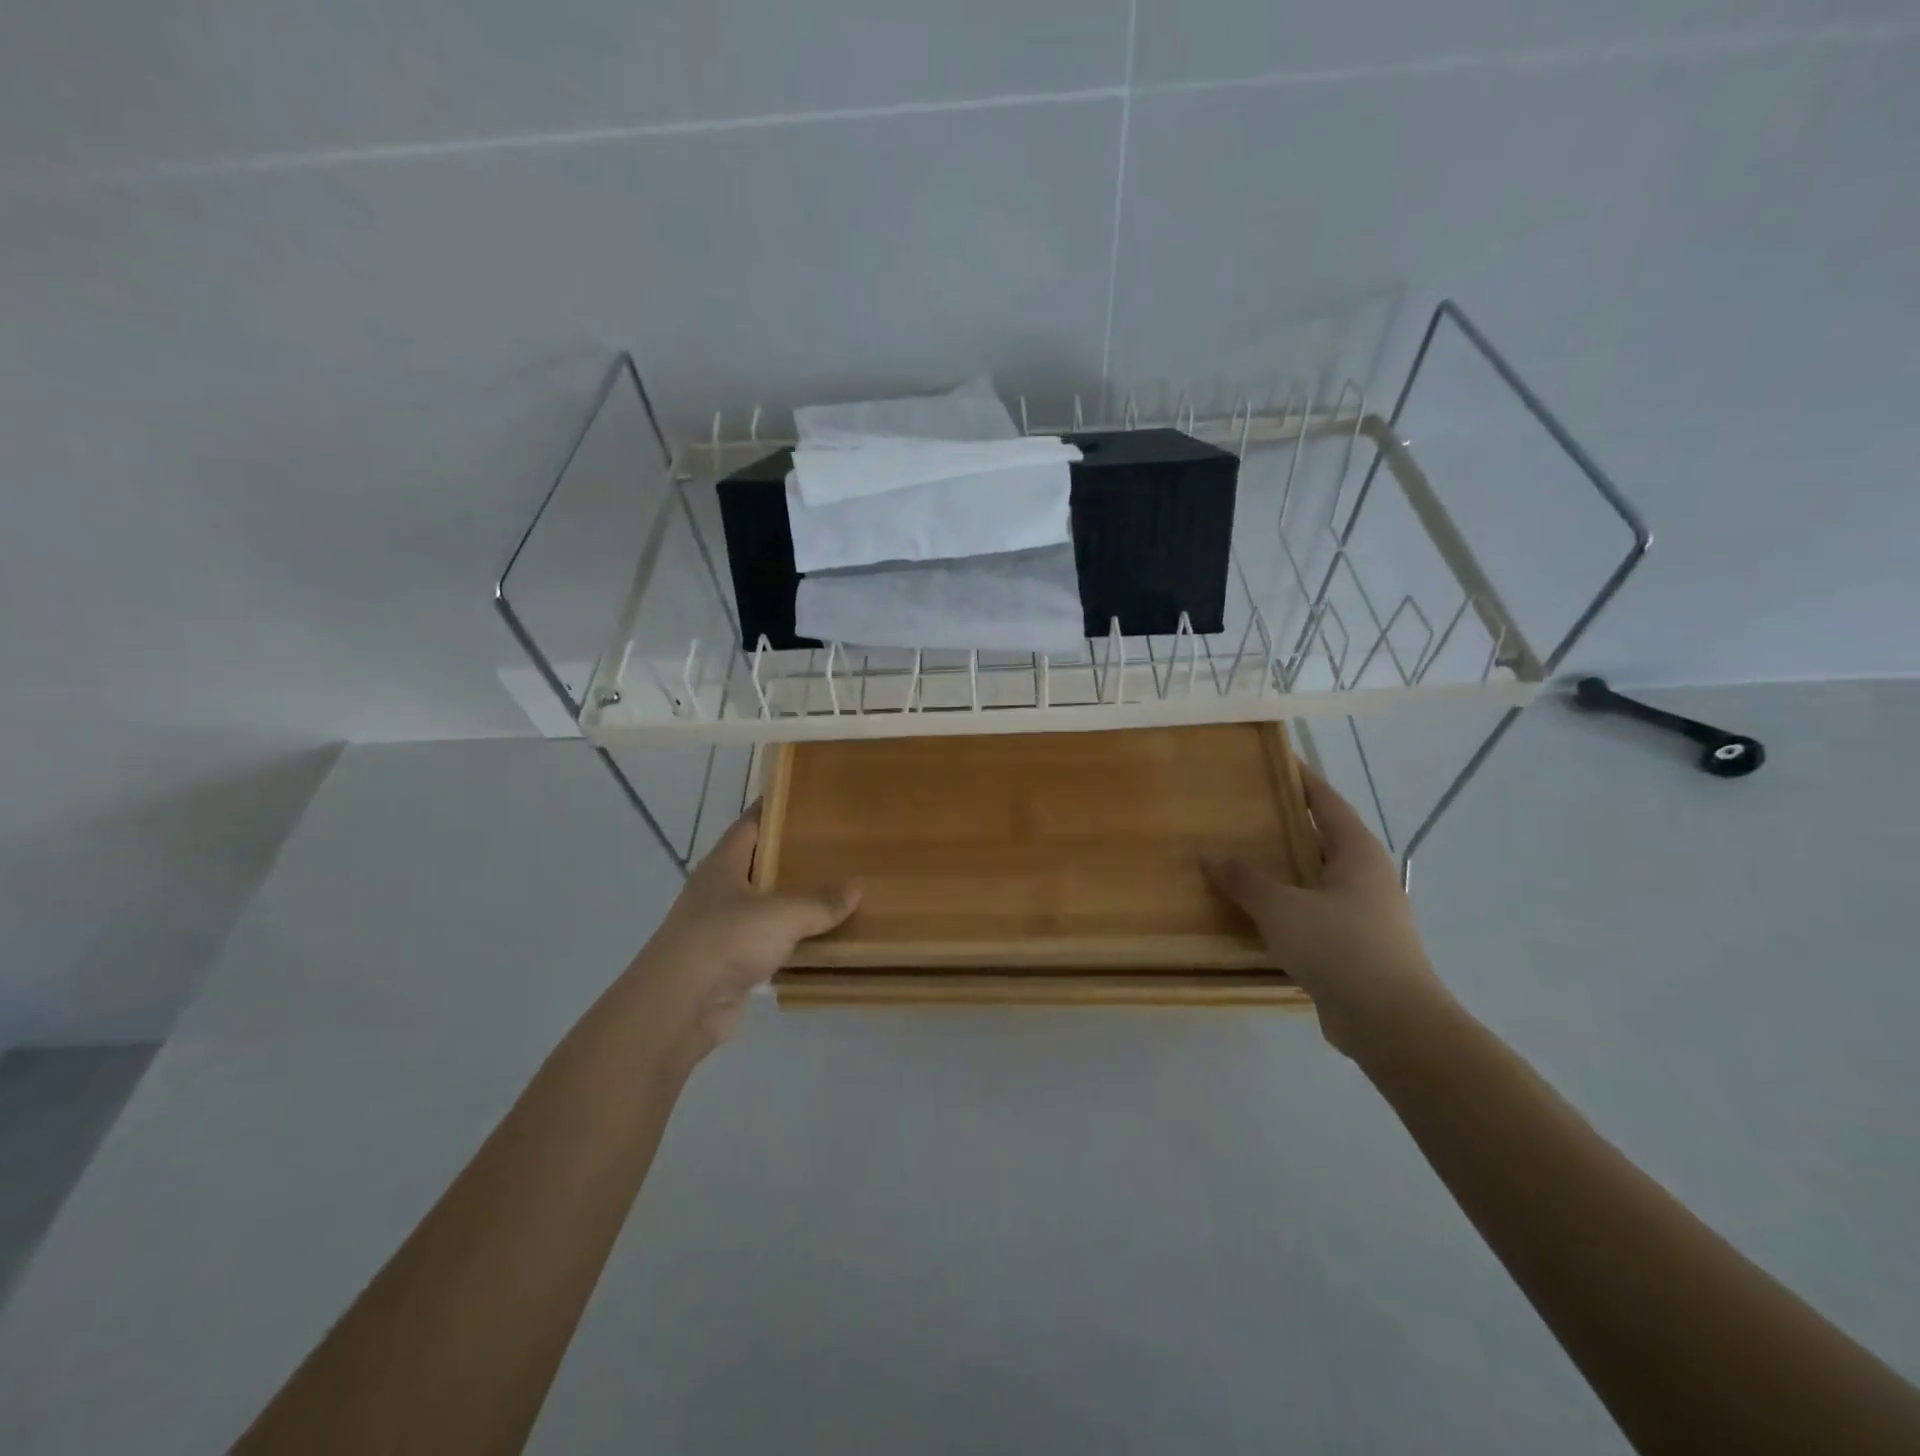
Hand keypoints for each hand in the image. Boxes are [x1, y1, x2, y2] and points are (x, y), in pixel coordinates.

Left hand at [627, 805, 859, 1056]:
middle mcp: (720, 891)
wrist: (679, 1008)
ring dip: (794, 900)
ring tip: (838, 888)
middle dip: (793, 855)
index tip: (808, 797)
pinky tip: (822, 937)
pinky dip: (792, 939)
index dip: (776, 808)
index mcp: (723, 864)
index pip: (751, 823)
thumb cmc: (724, 941)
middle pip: (760, 863)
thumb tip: (857, 888)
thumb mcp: (781, 914)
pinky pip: (769, 942)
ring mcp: (722, 928)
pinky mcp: (730, 962)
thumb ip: (820, 902)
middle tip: (837, 844)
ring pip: (766, 905)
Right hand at [1203, 765, 1453, 1059]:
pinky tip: (1259, 912)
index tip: (1275, 761)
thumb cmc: (1340, 948)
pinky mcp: (1357, 946)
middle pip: (1322, 837)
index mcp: (1357, 853)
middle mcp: (1366, 876)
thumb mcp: (1282, 909)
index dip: (1301, 779)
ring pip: (1317, 878)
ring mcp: (1365, 913)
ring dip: (1285, 868)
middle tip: (1244, 811)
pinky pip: (1316, 911)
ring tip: (1242, 858)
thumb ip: (1245, 880)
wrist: (1392, 1023)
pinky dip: (1289, 904)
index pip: (1326, 801)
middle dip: (1286, 824)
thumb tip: (1210, 855)